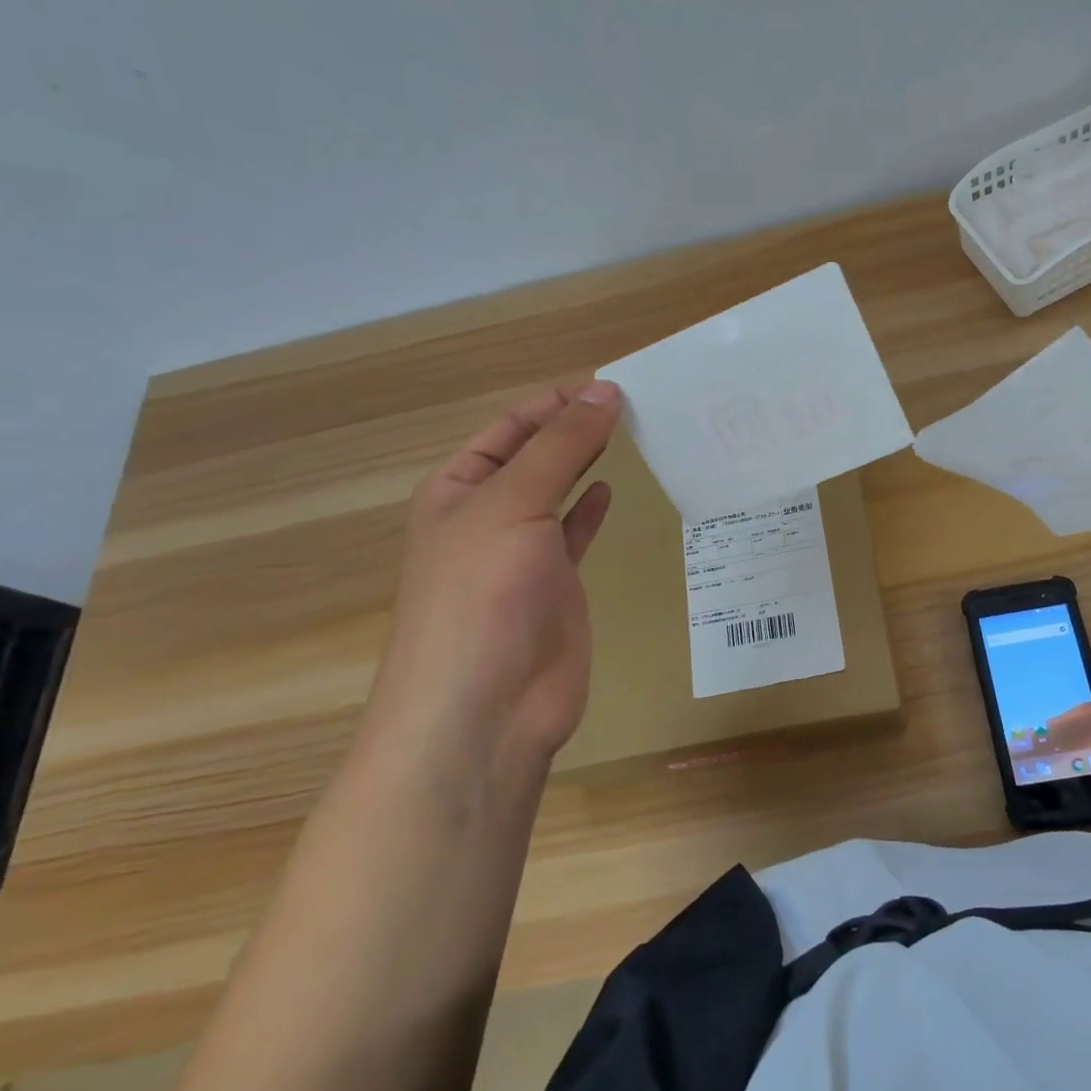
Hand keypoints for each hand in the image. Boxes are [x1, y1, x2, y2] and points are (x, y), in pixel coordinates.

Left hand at [362, 381, 622, 790]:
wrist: (485, 708)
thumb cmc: (482, 594)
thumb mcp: (514, 505)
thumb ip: (561, 447)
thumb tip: (605, 391)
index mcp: (458, 489)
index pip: (509, 428)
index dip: (555, 402)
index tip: (611, 382)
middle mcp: (486, 515)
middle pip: (534, 456)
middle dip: (573, 427)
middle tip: (632, 401)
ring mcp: (521, 553)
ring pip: (557, 492)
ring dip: (586, 462)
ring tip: (630, 431)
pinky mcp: (555, 586)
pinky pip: (573, 534)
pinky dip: (590, 510)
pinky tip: (610, 489)